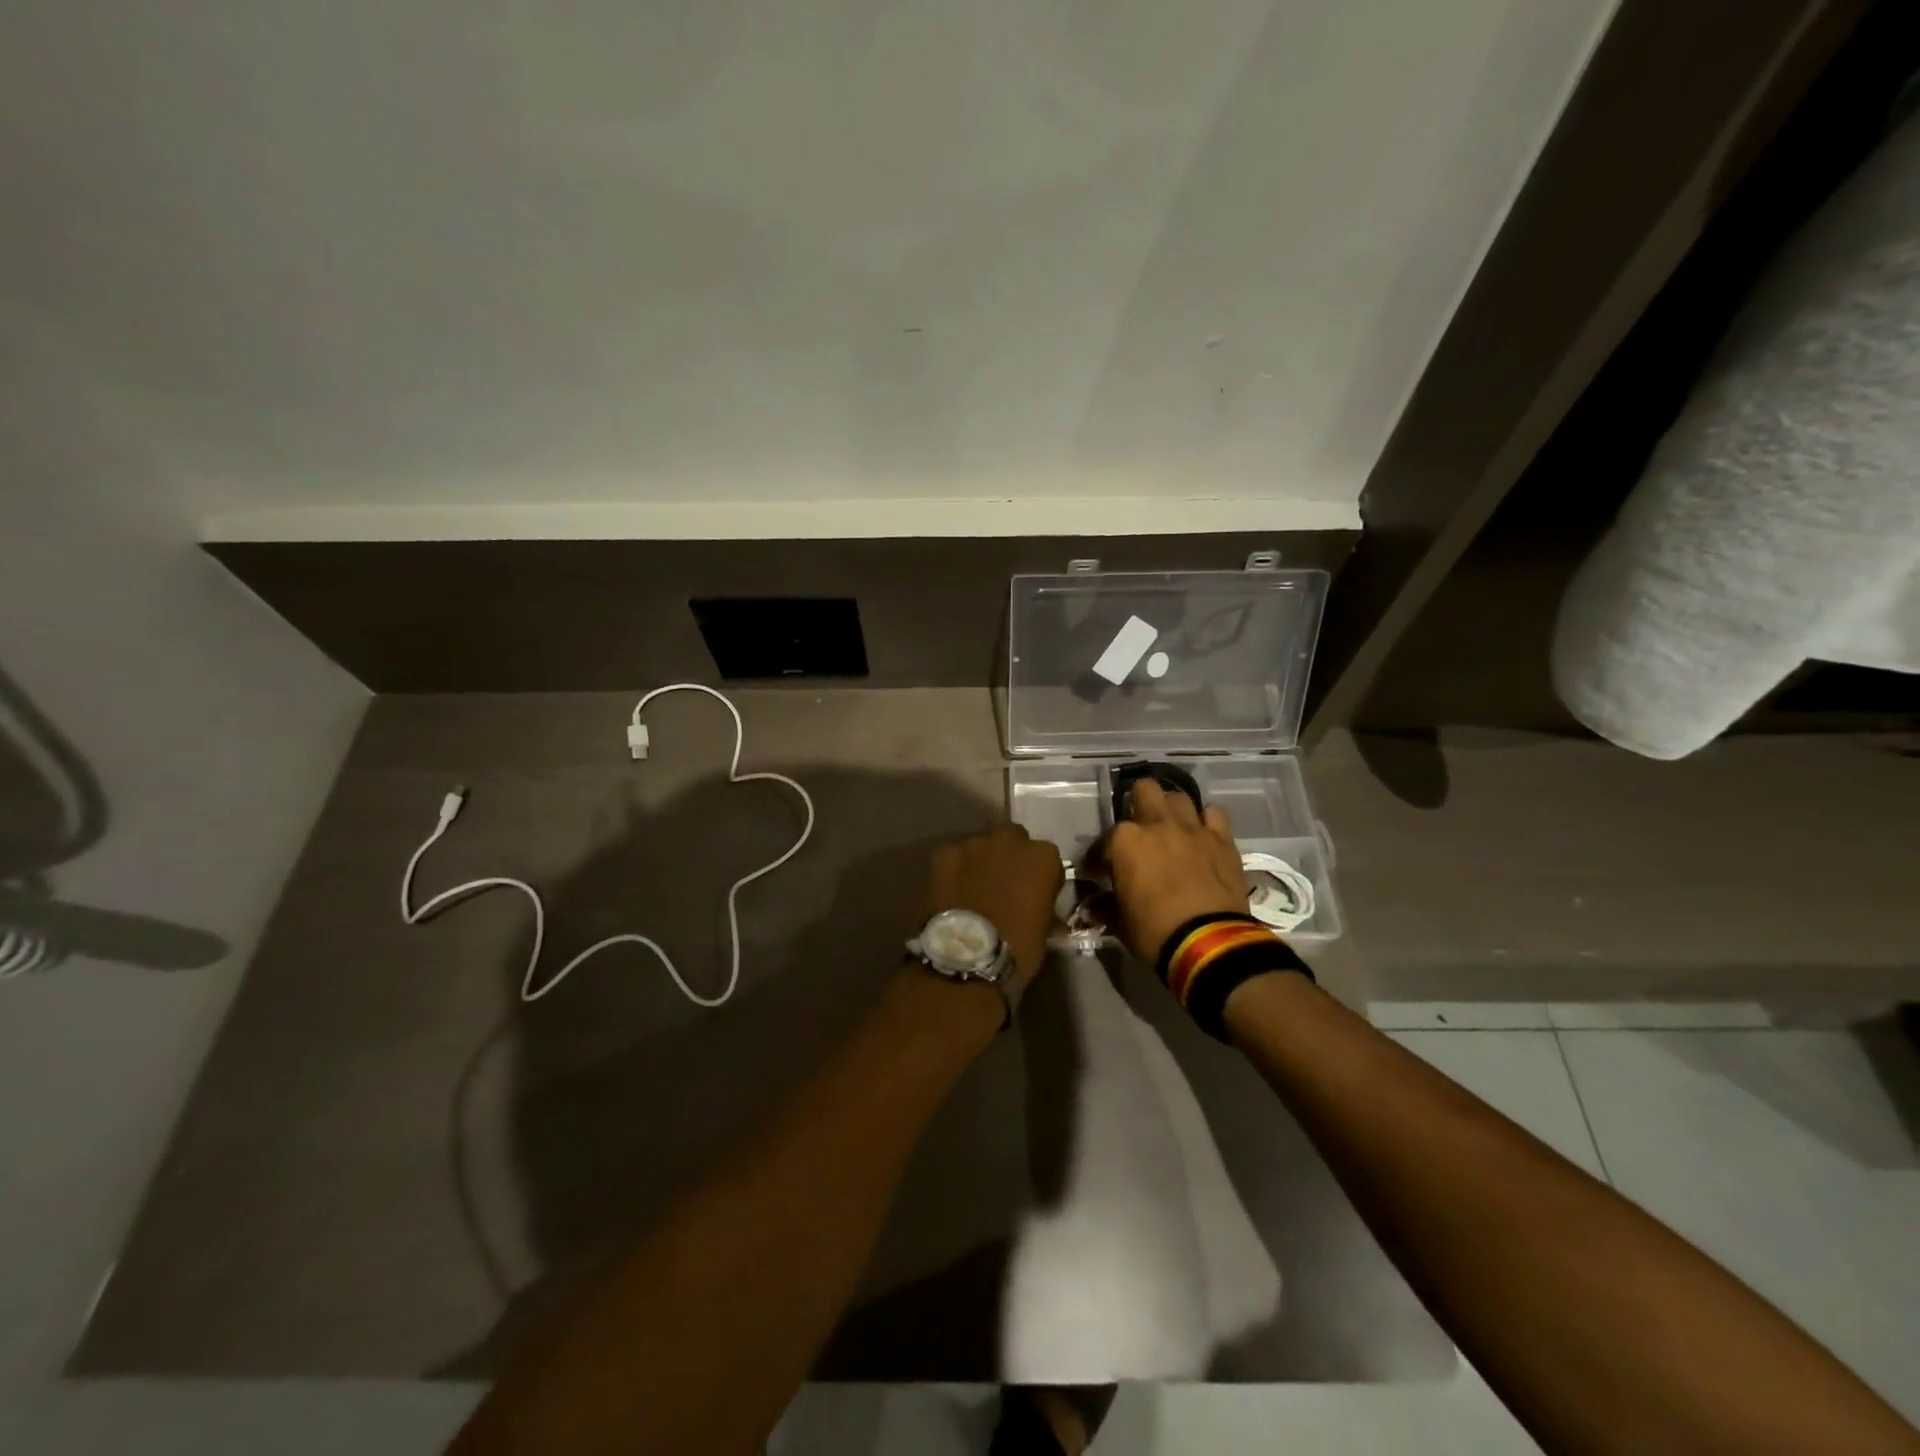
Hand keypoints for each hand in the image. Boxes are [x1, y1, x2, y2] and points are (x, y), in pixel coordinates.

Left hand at [927, 822, 1064, 987]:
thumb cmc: (1018, 948)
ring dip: (980, 860)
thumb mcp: (1044, 929)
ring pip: (980, 845)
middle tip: (1002, 882)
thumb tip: (1036, 905)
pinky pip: (952, 856)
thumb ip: (1043, 904)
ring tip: (973, 887)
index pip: (1046, 856)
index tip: (1033, 892)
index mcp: (1043, 857)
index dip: (1038, 874)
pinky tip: (951, 890)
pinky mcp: (943, 853)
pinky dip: (954, 868)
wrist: (969, 958)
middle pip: (1011, 838)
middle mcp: (1010, 840)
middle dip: (1008, 854)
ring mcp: (974, 844)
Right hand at [1101, 779, 1246, 964]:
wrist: (1209, 944)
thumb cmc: (1155, 932)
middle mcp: (1157, 823)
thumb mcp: (1120, 923)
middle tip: (1138, 832)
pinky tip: (1202, 835)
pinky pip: (1214, 814)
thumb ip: (1104, 906)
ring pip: (1178, 798)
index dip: (1098, 857)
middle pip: (1144, 790)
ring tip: (1170, 829)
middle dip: (1137, 805)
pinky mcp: (1222, 839)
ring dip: (1171, 810)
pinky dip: (1206, 821)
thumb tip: (1094, 904)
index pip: (1103, 842)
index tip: (1099, 872)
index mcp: (1124, 841)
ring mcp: (1192, 828)